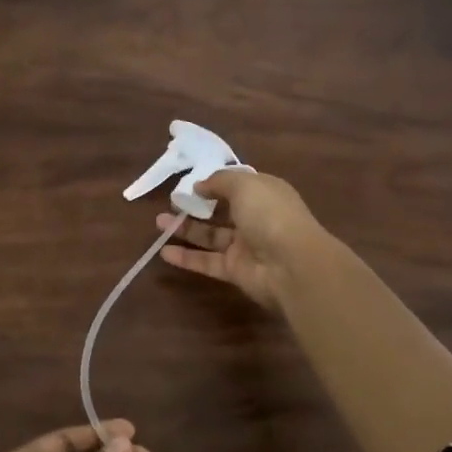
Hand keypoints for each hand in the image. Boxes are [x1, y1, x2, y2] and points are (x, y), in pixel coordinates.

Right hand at [157, 169, 328, 310]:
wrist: (292, 265)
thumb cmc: (270, 214)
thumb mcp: (244, 184)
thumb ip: (218, 181)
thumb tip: (199, 186)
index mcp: (264, 193)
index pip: (239, 184)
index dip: (216, 182)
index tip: (192, 181)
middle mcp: (256, 218)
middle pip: (222, 210)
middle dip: (197, 205)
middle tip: (172, 202)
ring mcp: (246, 246)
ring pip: (211, 236)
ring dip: (186, 229)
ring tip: (159, 222)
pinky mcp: (235, 271)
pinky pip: (207, 262)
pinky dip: (186, 258)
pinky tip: (164, 252)